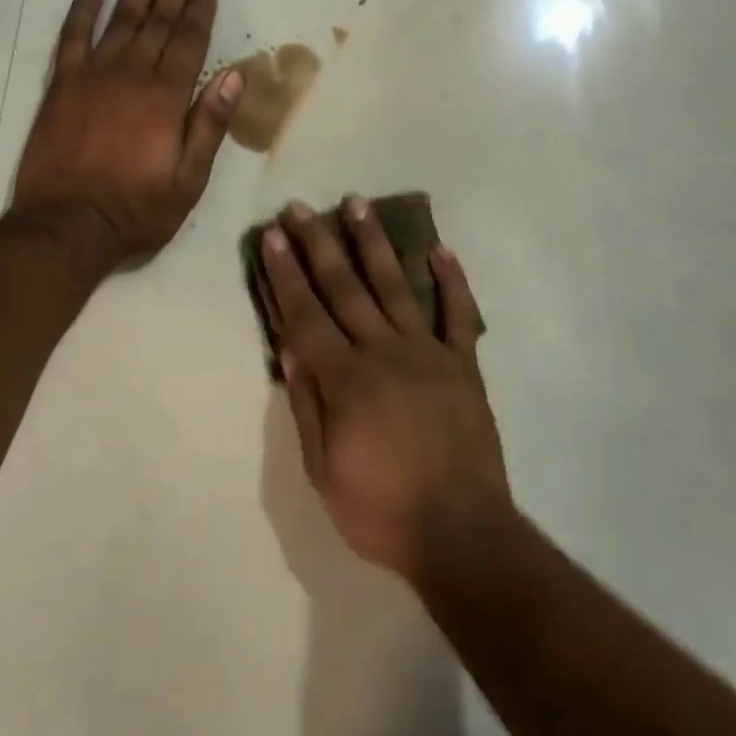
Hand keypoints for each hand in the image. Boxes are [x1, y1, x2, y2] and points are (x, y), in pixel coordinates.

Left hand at [11, 0, 243, 272]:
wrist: (66, 225)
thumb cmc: (137, 209)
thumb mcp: (189, 180)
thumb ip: (210, 124)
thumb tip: (235, 74)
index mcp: (166, 97)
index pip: (189, 41)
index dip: (200, 9)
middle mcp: (131, 74)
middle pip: (157, 20)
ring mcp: (92, 75)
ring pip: (120, 19)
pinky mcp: (61, 85)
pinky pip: (72, 36)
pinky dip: (82, 9)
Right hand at [262, 198, 510, 583]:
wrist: (461, 531)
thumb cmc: (381, 509)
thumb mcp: (324, 470)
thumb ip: (307, 407)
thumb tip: (291, 351)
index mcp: (346, 379)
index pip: (306, 315)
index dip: (286, 274)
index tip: (273, 237)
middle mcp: (384, 352)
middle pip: (345, 289)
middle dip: (319, 245)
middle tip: (302, 208)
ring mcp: (428, 353)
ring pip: (395, 287)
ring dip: (373, 243)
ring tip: (357, 204)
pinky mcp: (463, 364)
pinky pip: (459, 315)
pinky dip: (452, 281)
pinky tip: (440, 249)